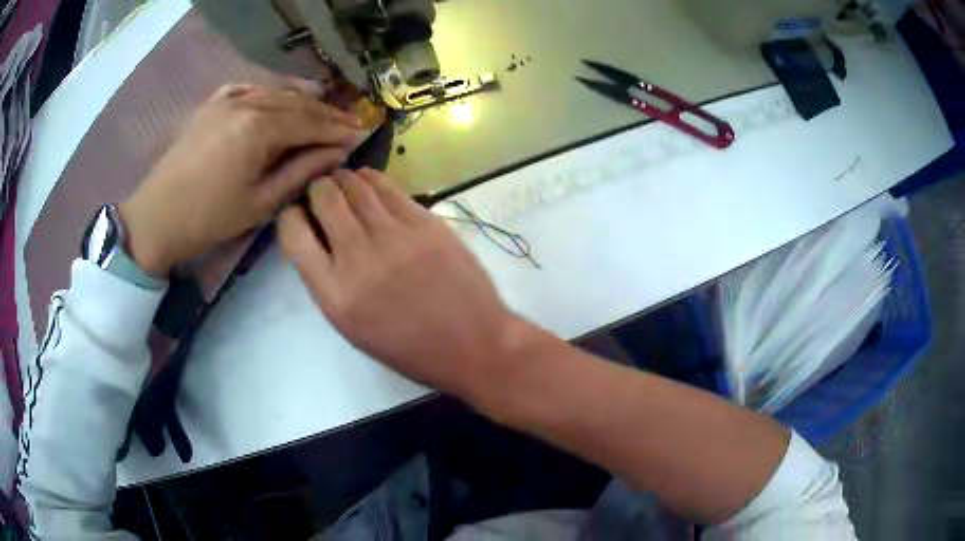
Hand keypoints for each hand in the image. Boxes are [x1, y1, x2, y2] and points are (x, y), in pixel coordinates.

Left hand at [120, 83, 362, 275]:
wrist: (157, 217)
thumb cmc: (209, 218)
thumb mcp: (260, 202)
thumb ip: (300, 171)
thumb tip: (337, 153)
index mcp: (258, 128)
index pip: (309, 122)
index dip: (337, 128)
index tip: (362, 133)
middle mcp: (246, 103)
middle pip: (295, 103)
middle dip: (325, 113)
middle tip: (350, 121)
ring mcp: (226, 100)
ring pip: (274, 92)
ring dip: (301, 99)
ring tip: (324, 106)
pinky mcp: (211, 105)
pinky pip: (248, 88)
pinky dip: (269, 90)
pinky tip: (279, 94)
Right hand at [278, 168, 528, 398]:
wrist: (473, 345)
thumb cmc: (410, 348)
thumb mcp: (353, 327)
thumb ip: (328, 281)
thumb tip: (315, 237)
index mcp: (334, 295)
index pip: (293, 234)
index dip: (290, 217)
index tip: (299, 215)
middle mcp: (357, 258)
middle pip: (323, 198)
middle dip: (316, 189)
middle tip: (322, 193)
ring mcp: (394, 236)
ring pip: (355, 185)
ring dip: (343, 179)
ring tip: (343, 183)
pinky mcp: (425, 223)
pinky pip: (388, 188)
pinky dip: (372, 179)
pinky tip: (368, 182)